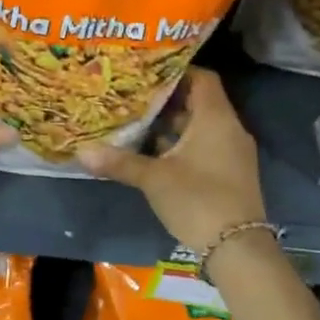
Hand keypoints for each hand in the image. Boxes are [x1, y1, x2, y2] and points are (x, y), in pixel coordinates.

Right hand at [77, 69, 265, 251]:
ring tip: (138, 122)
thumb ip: (120, 162)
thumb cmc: (197, 199)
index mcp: (215, 118)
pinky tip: (155, 153)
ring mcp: (233, 152)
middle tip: (134, 96)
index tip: (147, 73)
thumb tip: (82, 151)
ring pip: (201, 126)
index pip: (202, 78)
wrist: (237, 248)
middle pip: (199, 101)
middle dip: (167, 100)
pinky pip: (205, 145)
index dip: (176, 71)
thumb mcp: (153, 179)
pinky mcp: (230, 173)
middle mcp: (229, 129)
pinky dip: (182, 144)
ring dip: (173, 125)